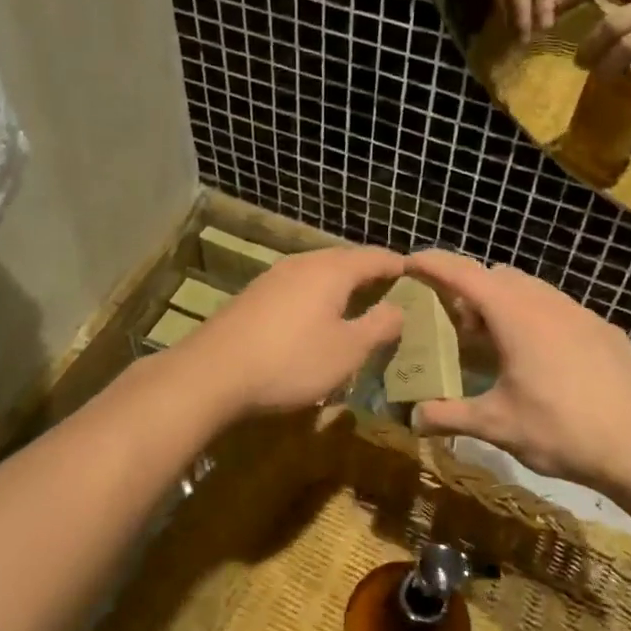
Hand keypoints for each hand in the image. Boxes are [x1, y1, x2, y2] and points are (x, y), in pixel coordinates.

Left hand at [176, 247, 406, 416]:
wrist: (212, 373)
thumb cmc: (291, 361)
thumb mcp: (348, 351)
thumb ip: (379, 326)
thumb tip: (399, 308)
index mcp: (332, 270)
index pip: (375, 257)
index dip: (399, 266)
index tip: (418, 275)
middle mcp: (302, 263)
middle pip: (344, 260)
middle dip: (370, 274)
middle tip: (391, 292)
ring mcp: (273, 277)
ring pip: (318, 273)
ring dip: (341, 286)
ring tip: (357, 305)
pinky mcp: (253, 296)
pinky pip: (297, 287)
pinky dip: (316, 297)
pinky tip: (315, 319)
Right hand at [401, 250, 630, 498]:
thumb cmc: (562, 431)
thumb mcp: (497, 426)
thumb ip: (450, 416)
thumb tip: (412, 418)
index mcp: (517, 317)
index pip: (465, 275)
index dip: (434, 264)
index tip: (409, 262)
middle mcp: (549, 304)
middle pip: (500, 277)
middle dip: (471, 290)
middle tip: (458, 326)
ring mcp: (583, 314)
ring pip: (533, 290)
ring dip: (506, 304)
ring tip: (499, 344)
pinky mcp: (607, 331)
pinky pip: (561, 310)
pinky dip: (538, 319)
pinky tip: (544, 361)